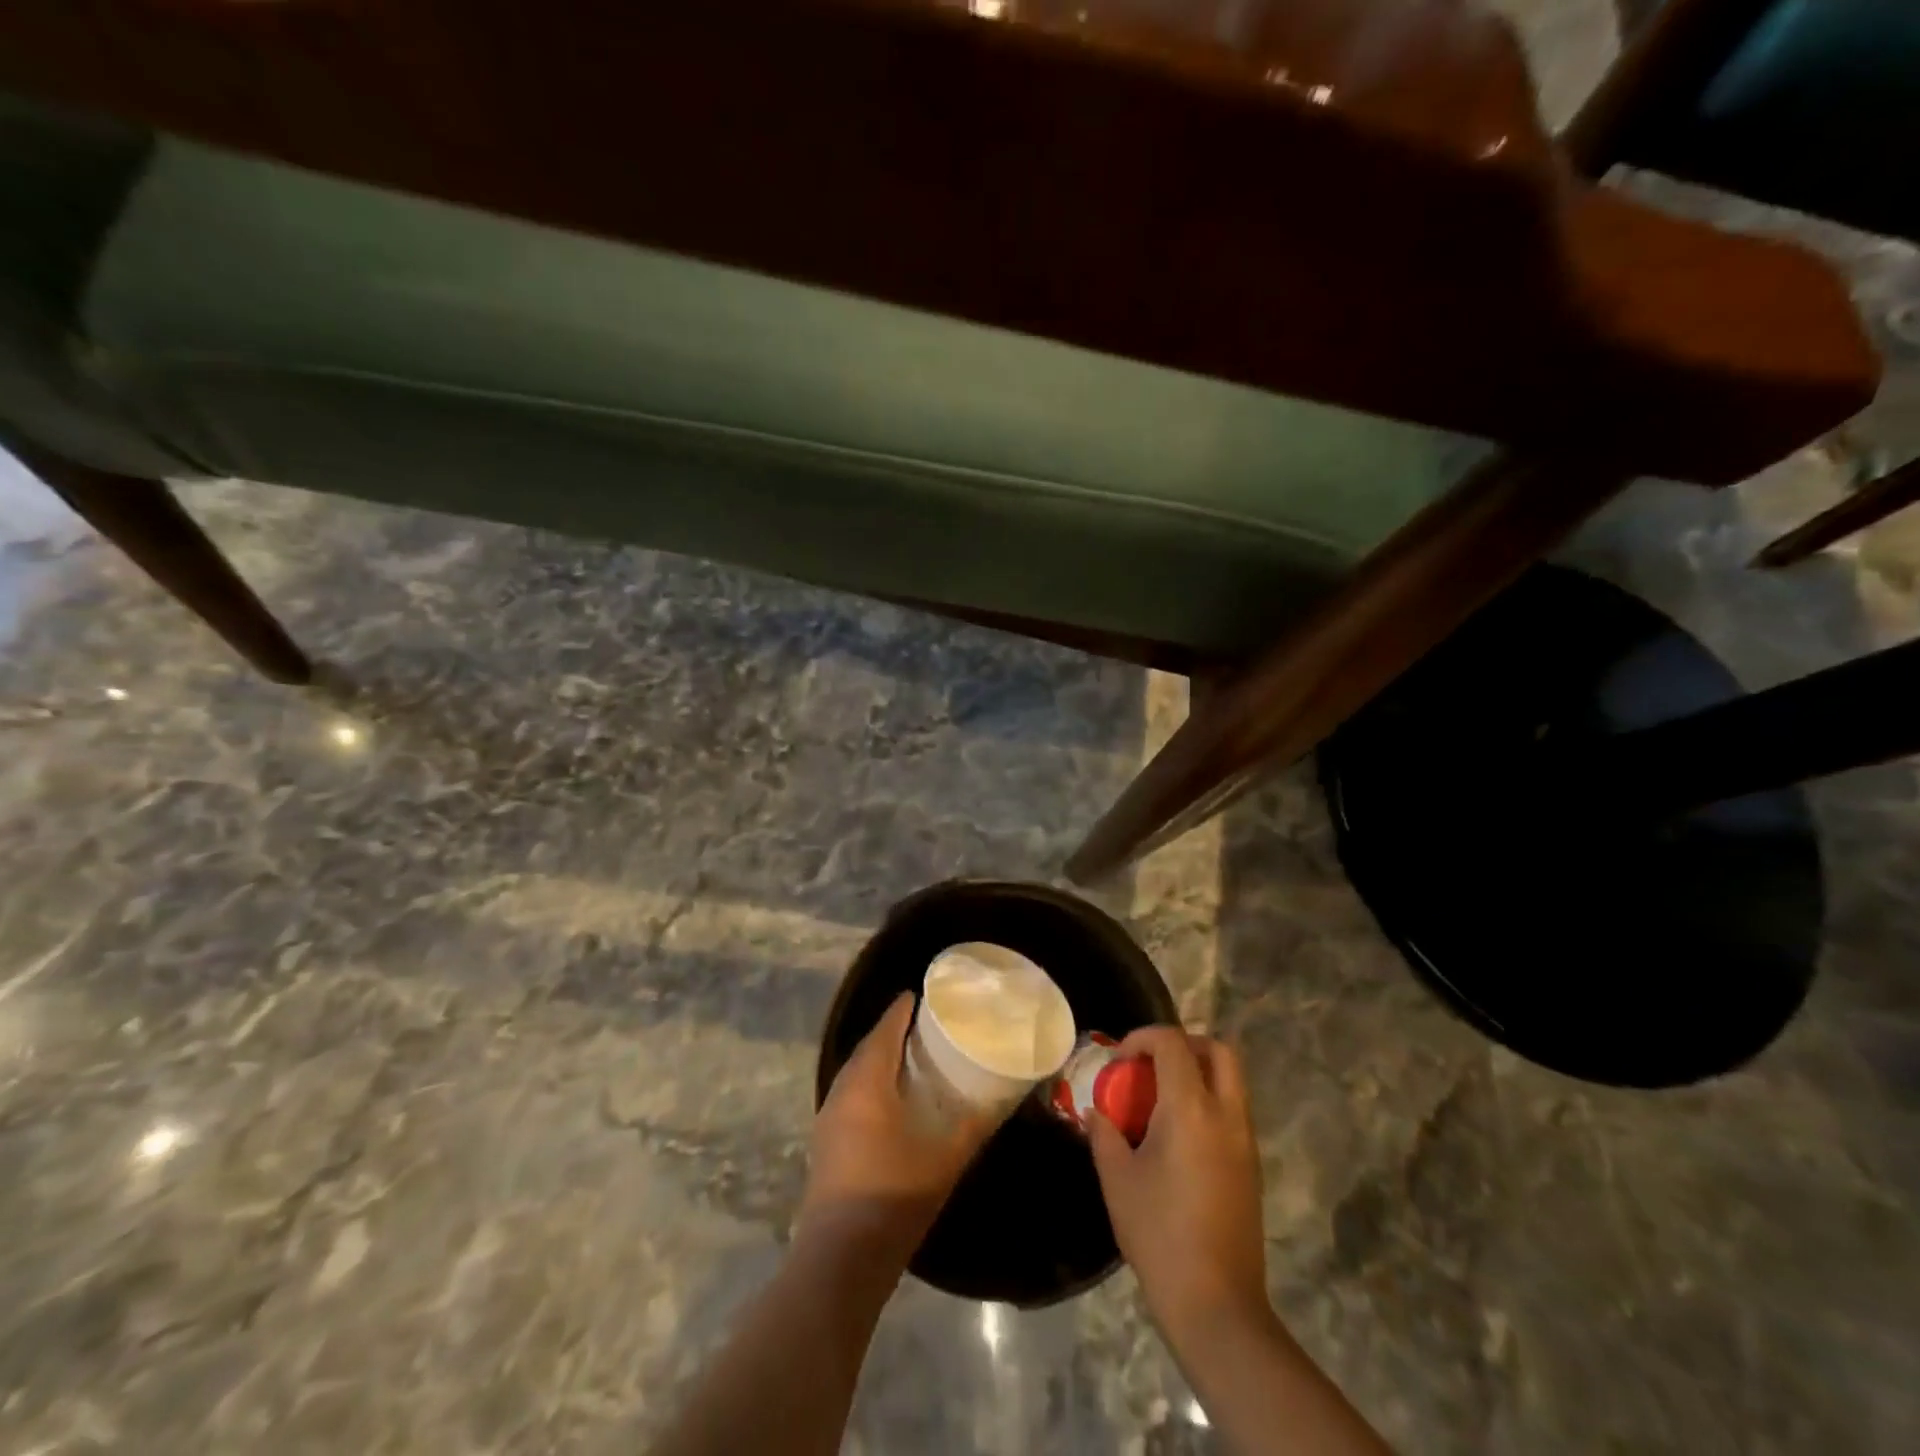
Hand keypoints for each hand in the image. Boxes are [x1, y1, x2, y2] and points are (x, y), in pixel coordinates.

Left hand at [796, 993, 996, 1260]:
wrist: (841, 1258)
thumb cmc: (895, 1196)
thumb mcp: (945, 1158)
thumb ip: (974, 1124)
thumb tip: (1002, 1096)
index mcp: (867, 1083)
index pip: (884, 1030)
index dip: (901, 1010)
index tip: (920, 995)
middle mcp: (842, 1091)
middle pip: (867, 1048)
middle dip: (891, 1032)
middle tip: (923, 1026)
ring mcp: (828, 1119)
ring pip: (856, 1073)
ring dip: (879, 1060)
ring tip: (911, 1058)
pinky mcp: (826, 1143)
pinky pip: (850, 1095)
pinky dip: (870, 1084)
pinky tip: (891, 1100)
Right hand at [1088, 1027, 1271, 1342]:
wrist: (1217, 1305)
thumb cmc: (1159, 1235)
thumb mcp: (1117, 1179)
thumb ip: (1104, 1134)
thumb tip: (1096, 1112)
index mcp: (1191, 1109)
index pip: (1173, 1043)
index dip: (1143, 1037)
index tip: (1119, 1059)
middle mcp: (1226, 1115)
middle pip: (1218, 1050)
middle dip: (1183, 1043)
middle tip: (1150, 1063)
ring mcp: (1245, 1141)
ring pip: (1231, 1079)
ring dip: (1198, 1071)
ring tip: (1160, 1097)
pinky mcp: (1252, 1166)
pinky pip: (1233, 1110)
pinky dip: (1208, 1100)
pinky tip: (1178, 1134)